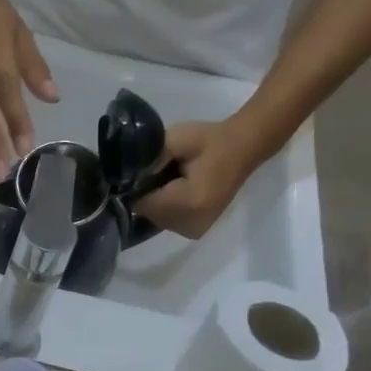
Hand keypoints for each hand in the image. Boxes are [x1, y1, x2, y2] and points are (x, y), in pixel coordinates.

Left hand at [136, 116, 264, 239]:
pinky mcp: (196, 231)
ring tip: (173, 182)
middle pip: (148, 214)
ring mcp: (194, 231)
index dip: (138, 187)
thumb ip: (149, 158)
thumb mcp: (177, 139)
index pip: (142, 204)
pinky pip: (168, 222)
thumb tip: (126, 177)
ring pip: (156, 219)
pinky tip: (179, 193)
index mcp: (188, 202)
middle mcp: (190, 223)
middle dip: (148, 195)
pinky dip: (167, 209)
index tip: (146, 171)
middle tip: (162, 173)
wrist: (244, 148)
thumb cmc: (210, 141)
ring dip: (158, 203)